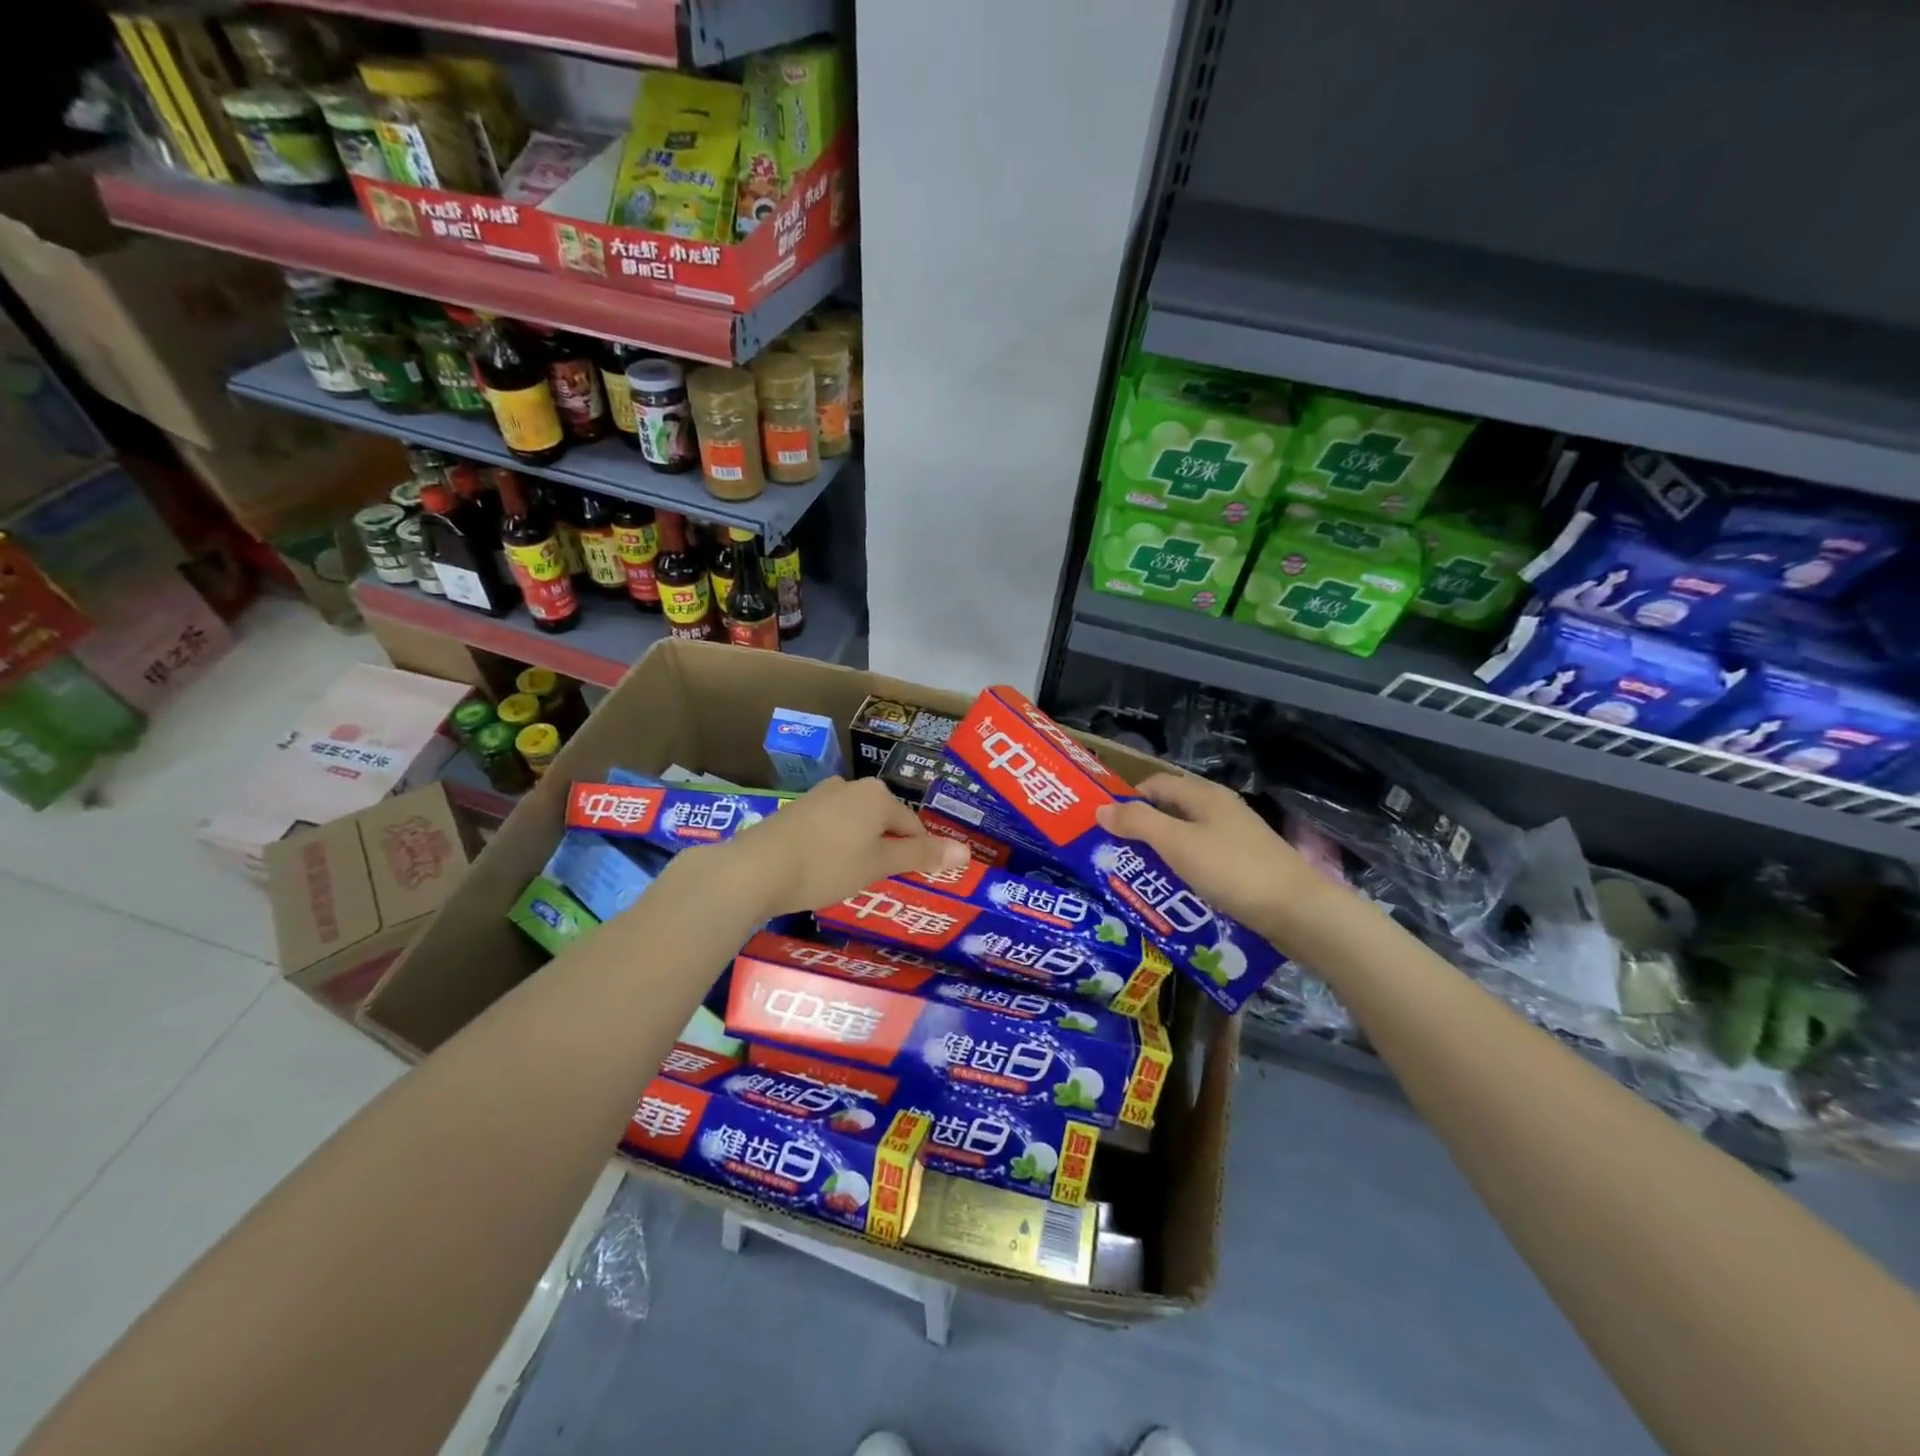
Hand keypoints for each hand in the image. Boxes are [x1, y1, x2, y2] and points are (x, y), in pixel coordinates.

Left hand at [704, 776, 969, 919]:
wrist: (756, 869)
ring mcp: (820, 797)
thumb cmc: (827, 866)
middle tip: (879, 882)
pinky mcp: (796, 811)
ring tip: (849, 880)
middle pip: (884, 821)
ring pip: (856, 825)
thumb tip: (966, 851)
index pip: (913, 825)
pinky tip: (822, 870)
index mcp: (876, 795)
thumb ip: (921, 855)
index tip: (911, 880)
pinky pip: (830, 828)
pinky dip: (835, 847)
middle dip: (886, 850)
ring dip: (860, 849)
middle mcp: (850, 786)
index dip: (917, 855)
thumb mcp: (878, 864)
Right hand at [1095, 773, 1329, 952]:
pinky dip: (1185, 872)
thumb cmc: (1232, 870)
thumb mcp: (1176, 844)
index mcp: (1204, 795)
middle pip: (1171, 811)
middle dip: (1142, 831)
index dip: (1128, 800)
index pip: (1155, 784)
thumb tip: (1101, 809)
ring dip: (1162, 854)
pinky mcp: (1247, 864)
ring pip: (1187, 838)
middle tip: (1116, 856)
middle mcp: (1221, 809)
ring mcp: (1237, 837)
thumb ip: (1137, 823)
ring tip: (1140, 879)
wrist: (1299, 912)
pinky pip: (1204, 861)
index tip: (1105, 827)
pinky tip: (1177, 894)